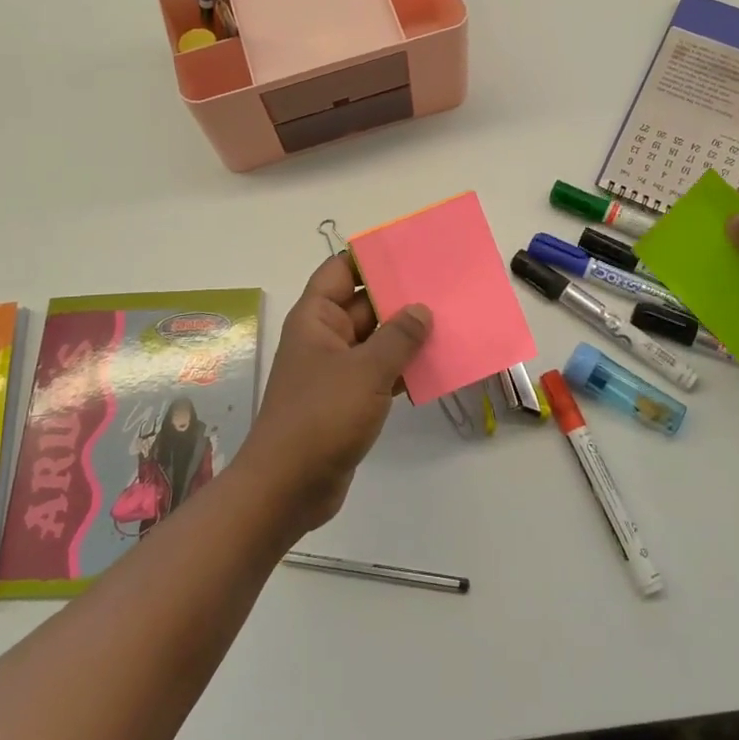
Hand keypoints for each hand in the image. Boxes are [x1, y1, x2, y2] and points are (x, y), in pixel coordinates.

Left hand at [233, 254, 430, 536]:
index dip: (371, 258)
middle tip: (444, 289)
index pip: (341, 270)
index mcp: (316, 318)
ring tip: (450, 324)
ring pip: (375, 341)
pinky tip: (436, 368)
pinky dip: (403, 369)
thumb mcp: (365, 371)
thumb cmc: (321, 416)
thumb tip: (421, 309)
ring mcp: (335, 370)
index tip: (410, 252)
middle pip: (364, 304)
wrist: (288, 487)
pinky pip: (379, 373)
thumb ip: (398, 337)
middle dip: (400, 298)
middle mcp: (324, 337)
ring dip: (407, 336)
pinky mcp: (347, 400)